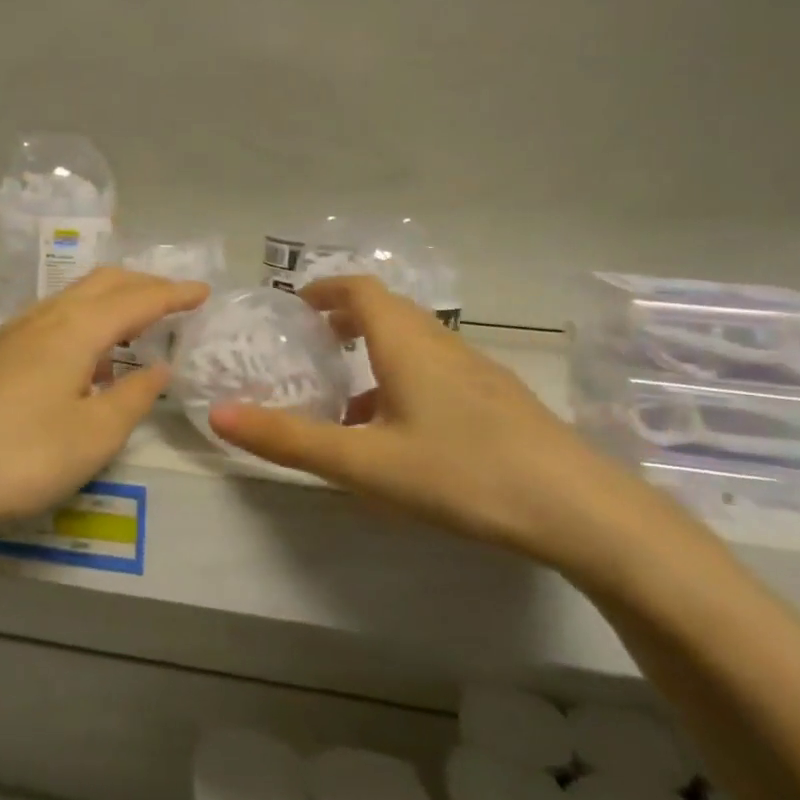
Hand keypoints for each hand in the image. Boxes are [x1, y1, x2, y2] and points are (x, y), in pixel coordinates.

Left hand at [0, 268, 209, 544]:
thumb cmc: (16, 456)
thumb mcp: (91, 437)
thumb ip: (132, 398)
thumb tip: (158, 367)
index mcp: (74, 330)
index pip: (136, 299)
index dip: (174, 294)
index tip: (204, 291)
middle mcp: (44, 318)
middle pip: (102, 283)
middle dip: (143, 285)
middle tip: (176, 300)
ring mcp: (12, 334)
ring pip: (73, 297)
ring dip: (111, 299)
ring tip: (136, 322)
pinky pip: (53, 317)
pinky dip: (84, 318)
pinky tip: (84, 353)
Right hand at [209, 275, 646, 563]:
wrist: (580, 510)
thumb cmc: (461, 473)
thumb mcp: (364, 463)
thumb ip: (289, 440)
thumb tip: (219, 415)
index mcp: (407, 343)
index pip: (360, 289)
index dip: (323, 289)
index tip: (294, 305)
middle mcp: (442, 344)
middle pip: (388, 311)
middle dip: (346, 319)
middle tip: (313, 346)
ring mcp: (478, 371)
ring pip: (415, 344)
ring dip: (376, 353)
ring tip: (347, 398)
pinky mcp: (500, 400)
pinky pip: (438, 371)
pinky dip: (404, 380)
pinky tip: (401, 435)